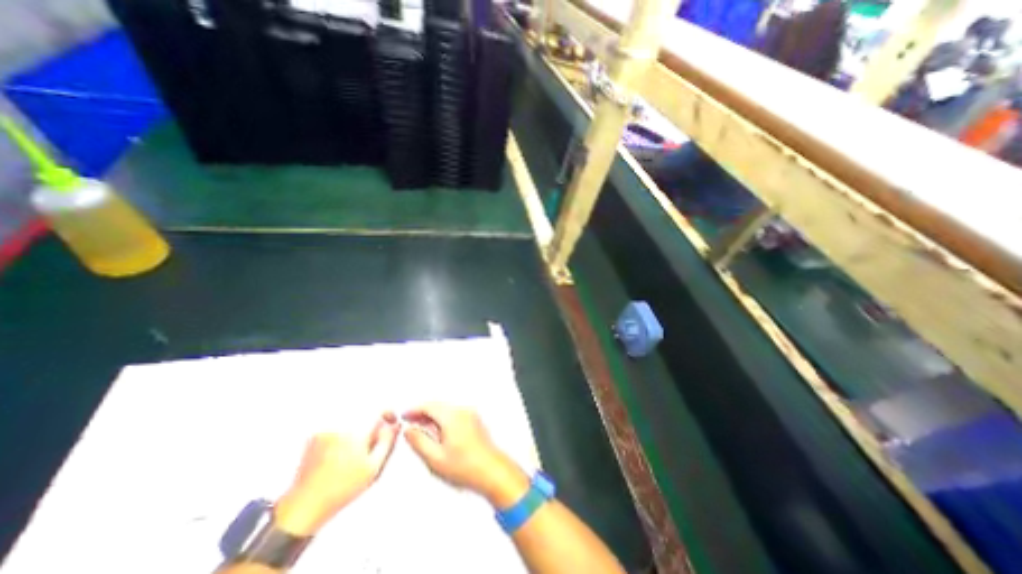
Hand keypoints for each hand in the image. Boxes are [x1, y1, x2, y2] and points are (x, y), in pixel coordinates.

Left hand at [273, 415, 400, 536]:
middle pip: (366, 409)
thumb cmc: (342, 489)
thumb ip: (387, 441)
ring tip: (358, 447)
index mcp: (355, 431)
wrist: (302, 507)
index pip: (379, 408)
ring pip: (352, 415)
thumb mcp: (373, 467)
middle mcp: (339, 423)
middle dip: (374, 420)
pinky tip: (343, 450)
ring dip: (361, 424)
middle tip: (375, 439)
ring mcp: (325, 428)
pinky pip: (339, 422)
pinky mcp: (315, 434)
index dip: (389, 413)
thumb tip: (396, 424)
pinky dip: (346, 430)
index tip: (391, 422)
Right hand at [402, 403, 525, 506]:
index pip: (429, 406)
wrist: (492, 471)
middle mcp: (462, 411)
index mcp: (452, 416)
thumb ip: (419, 442)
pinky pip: (455, 415)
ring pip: (446, 410)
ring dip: (433, 417)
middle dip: (423, 413)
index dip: (414, 409)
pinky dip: (443, 420)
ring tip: (422, 430)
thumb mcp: (435, 458)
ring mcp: (470, 415)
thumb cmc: (465, 467)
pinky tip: (438, 434)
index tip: (403, 415)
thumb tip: (409, 430)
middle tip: (410, 422)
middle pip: (438, 406)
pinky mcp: (475, 421)